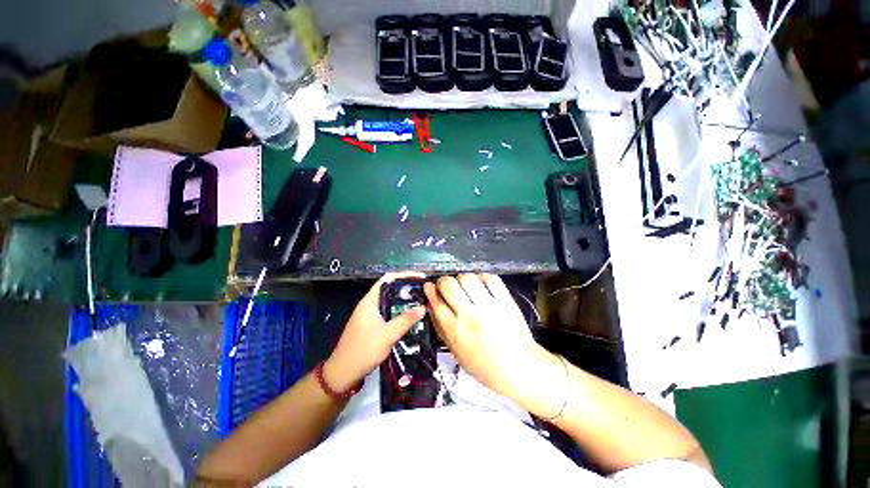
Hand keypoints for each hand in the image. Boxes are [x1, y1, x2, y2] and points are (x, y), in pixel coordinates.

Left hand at [324, 272, 426, 391]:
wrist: (343, 373)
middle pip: (390, 289)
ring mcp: (370, 315)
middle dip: (407, 288)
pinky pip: (389, 313)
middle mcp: (370, 304)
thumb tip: (422, 307)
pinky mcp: (372, 325)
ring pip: (390, 302)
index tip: (420, 278)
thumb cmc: (363, 350)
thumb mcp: (387, 335)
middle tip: (423, 290)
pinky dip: (400, 312)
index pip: (387, 279)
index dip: (404, 275)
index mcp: (370, 301)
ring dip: (404, 301)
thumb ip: (405, 320)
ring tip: (421, 301)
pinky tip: (411, 317)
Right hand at [424, 274, 555, 404]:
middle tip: (447, 285)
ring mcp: (489, 306)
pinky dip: (482, 278)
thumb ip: (441, 328)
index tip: (429, 286)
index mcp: (456, 331)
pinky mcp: (505, 301)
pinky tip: (481, 284)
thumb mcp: (456, 352)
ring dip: (462, 279)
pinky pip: (490, 279)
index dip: (430, 291)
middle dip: (444, 282)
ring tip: (465, 285)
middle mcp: (470, 315)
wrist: (520, 368)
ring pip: (468, 278)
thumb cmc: (485, 365)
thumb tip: (431, 306)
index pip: (437, 302)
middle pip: (449, 285)